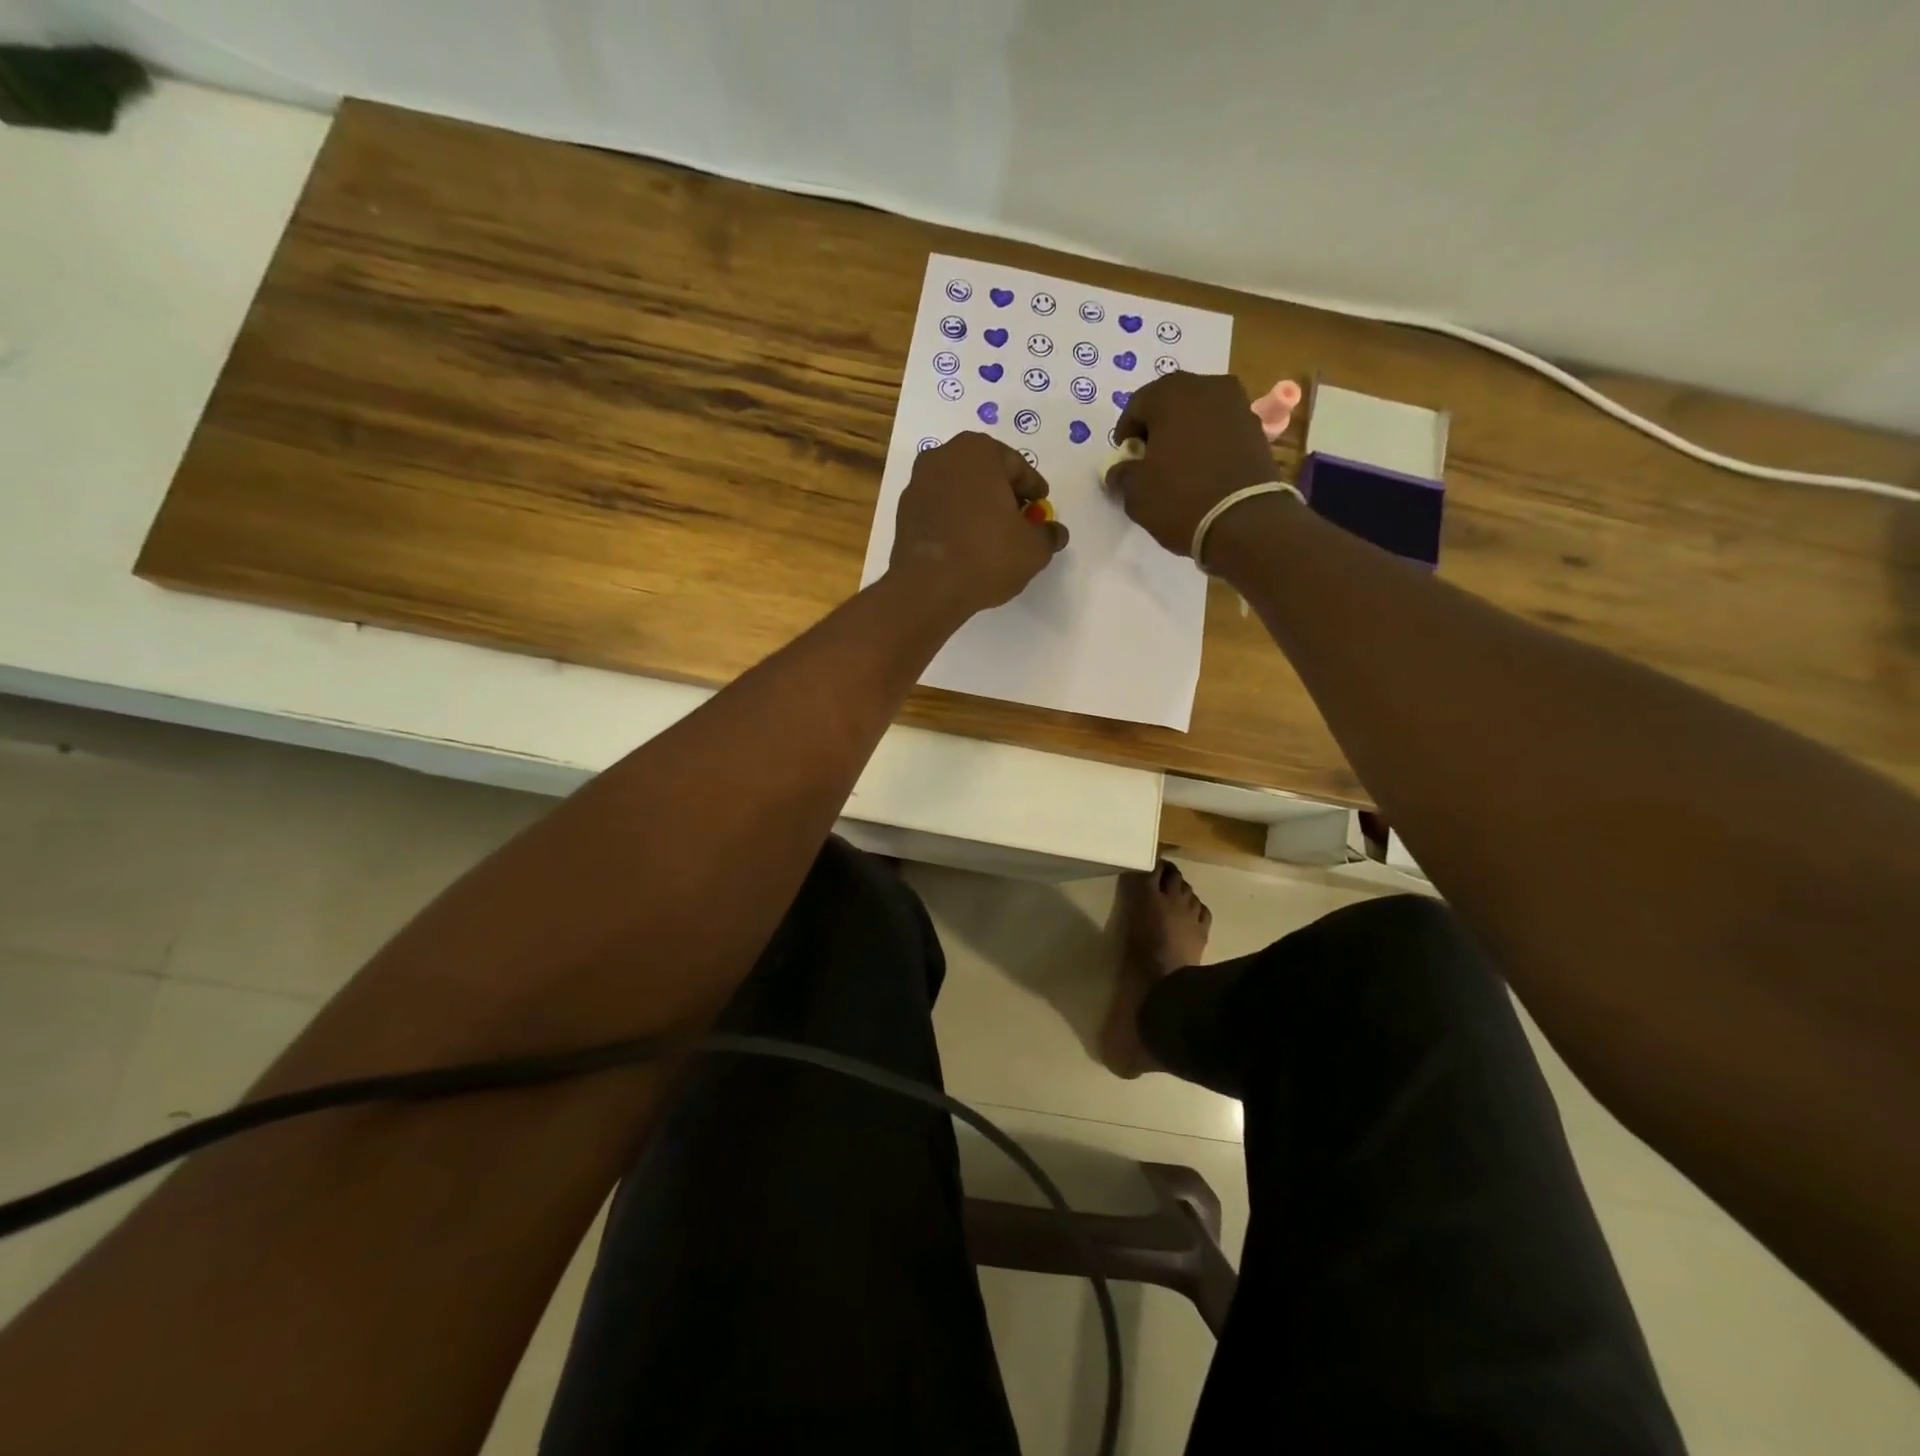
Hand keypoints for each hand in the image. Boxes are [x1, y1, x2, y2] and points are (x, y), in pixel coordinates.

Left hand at [888, 432, 1067, 615]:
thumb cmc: (987, 555)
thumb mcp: (1033, 548)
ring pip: (960, 491)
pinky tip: (967, 546)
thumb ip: (1048, 534)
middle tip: (1020, 523)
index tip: (1041, 510)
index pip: (1018, 468)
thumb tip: (1055, 532)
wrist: (928, 587)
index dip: (1034, 491)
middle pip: (986, 474)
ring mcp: (918, 483)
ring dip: (978, 508)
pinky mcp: (904, 511)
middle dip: (1004, 496)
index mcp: (978, 451)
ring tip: (994, 538)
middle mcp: (943, 456)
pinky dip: (956, 521)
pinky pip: (940, 510)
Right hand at [1104, 372, 1277, 557]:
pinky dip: (1208, 442)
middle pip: (1171, 401)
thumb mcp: (1136, 492)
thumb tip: (1120, 470)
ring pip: (1199, 413)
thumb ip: (1122, 474)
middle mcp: (1207, 387)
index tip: (1124, 458)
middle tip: (1148, 457)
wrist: (1244, 521)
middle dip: (1157, 427)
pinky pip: (1221, 428)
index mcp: (1171, 394)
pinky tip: (1201, 469)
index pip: (1136, 405)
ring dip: (1184, 432)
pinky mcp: (1256, 428)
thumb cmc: (1180, 499)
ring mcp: (1237, 405)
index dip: (1125, 433)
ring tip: (1176, 465)